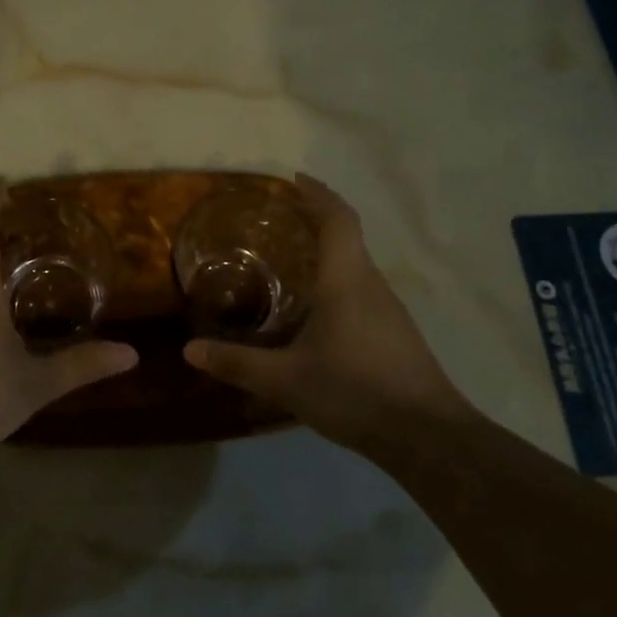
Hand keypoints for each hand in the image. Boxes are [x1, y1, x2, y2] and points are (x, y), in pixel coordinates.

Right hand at [183, 174, 478, 461]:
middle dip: (316, 219)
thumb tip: (189, 350)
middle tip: (278, 220)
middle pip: (347, 236)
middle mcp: (371, 284)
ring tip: (291, 260)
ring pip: (356, 264)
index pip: (337, 218)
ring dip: (328, 252)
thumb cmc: (355, 391)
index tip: (293, 180)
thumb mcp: (287, 380)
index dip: (318, 193)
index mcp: (347, 279)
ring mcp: (389, 309)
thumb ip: (238, 363)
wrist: (427, 436)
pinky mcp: (396, 333)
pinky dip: (338, 280)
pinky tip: (317, 310)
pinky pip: (362, 289)